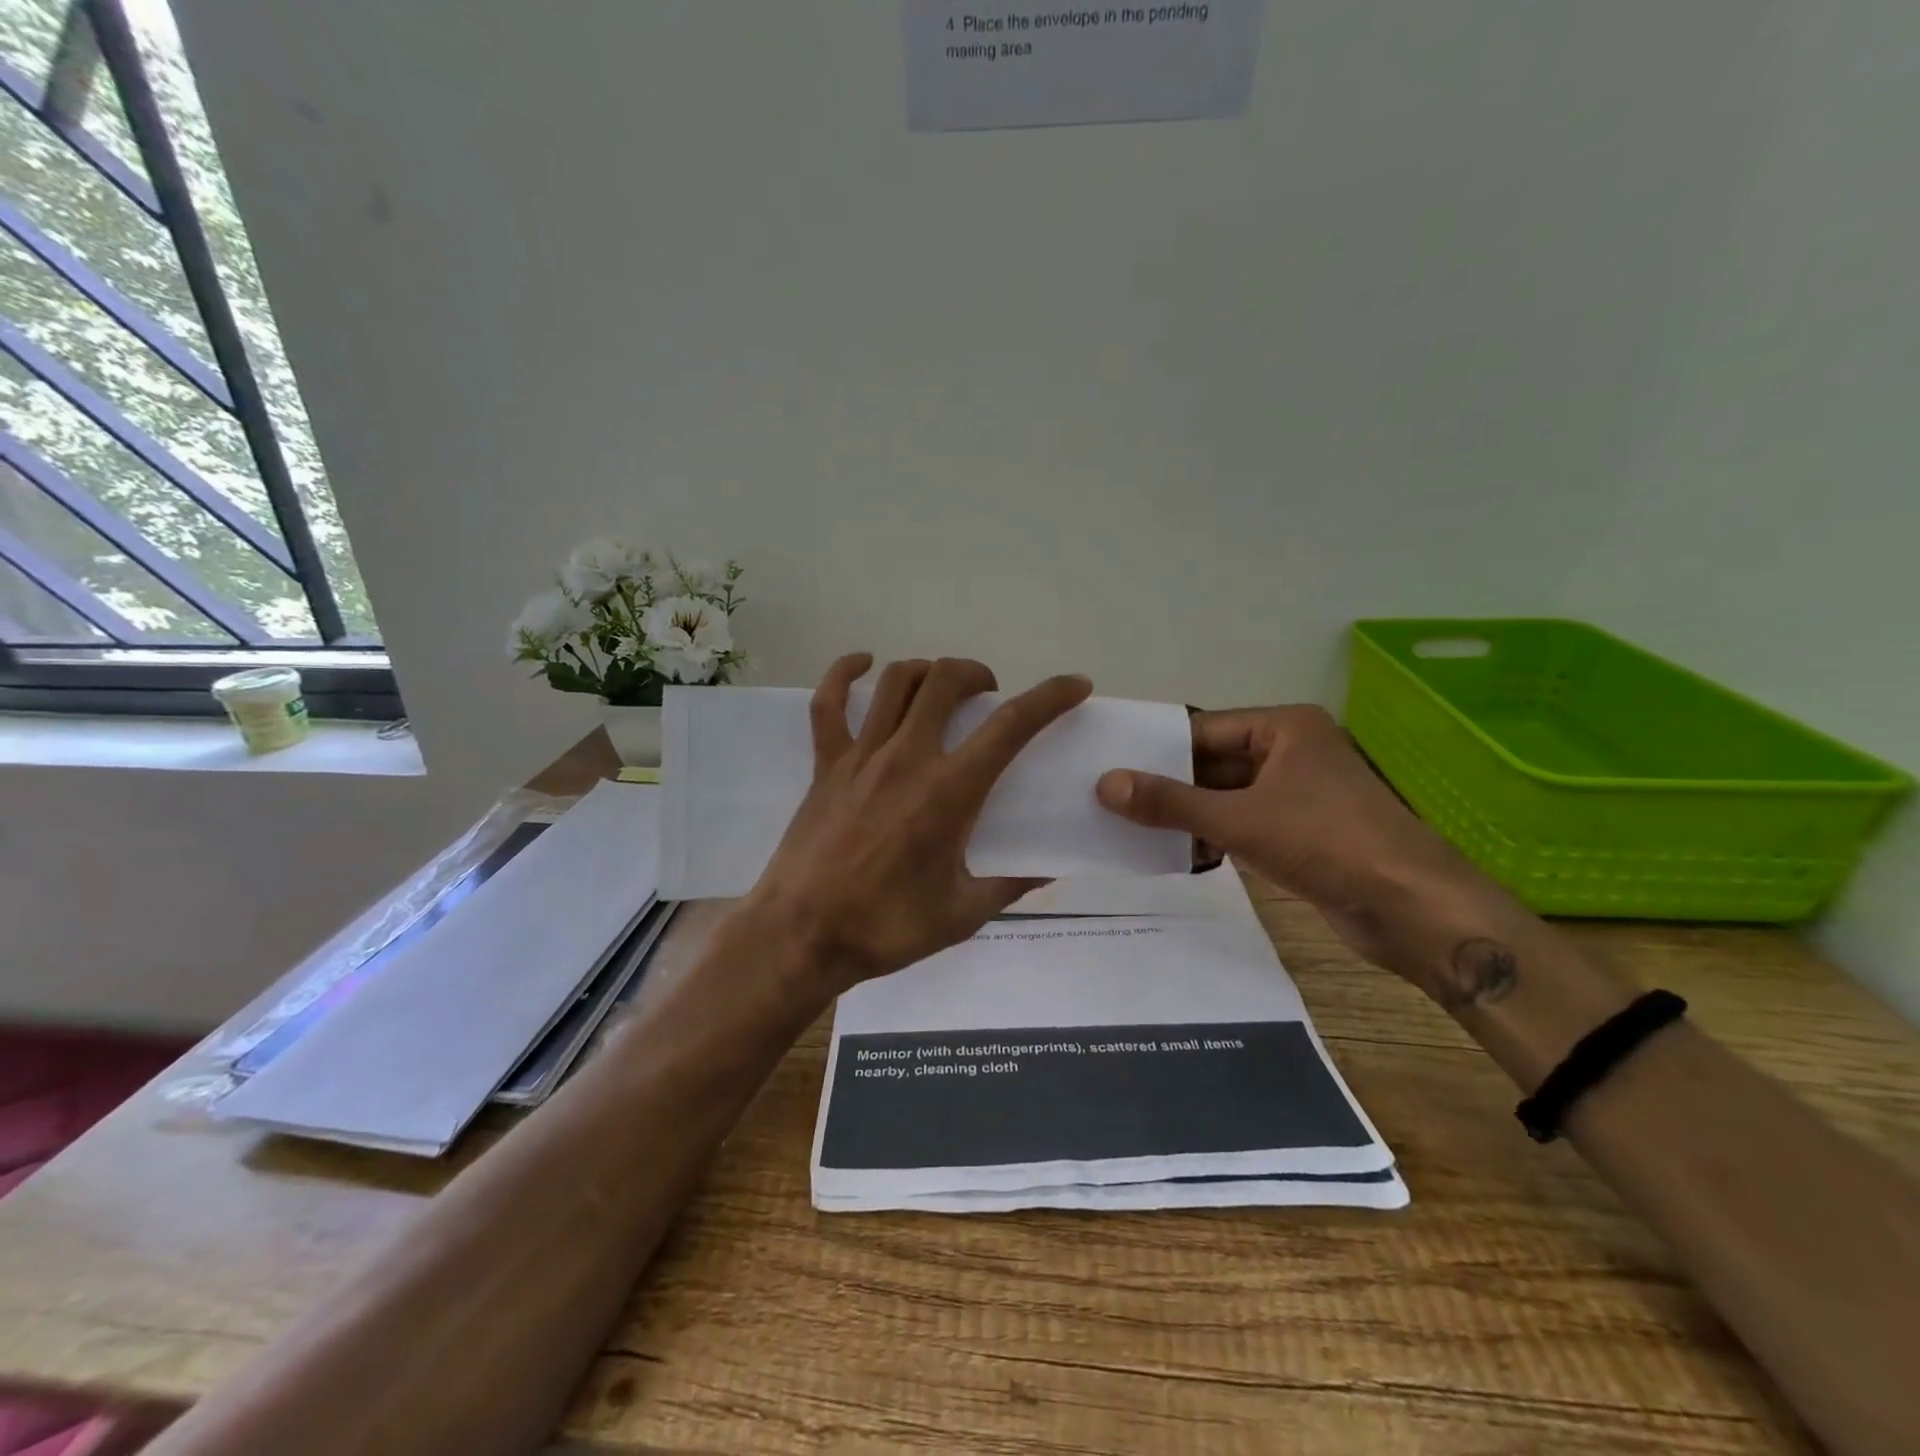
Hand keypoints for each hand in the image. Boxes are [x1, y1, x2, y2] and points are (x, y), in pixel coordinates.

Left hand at [740, 654, 1093, 997]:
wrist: (801, 937)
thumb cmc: (886, 928)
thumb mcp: (963, 914)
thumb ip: (1009, 885)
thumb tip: (1049, 870)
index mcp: (949, 792)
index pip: (1011, 726)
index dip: (1050, 697)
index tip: (1074, 685)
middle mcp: (907, 758)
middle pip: (946, 681)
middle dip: (977, 674)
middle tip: (989, 697)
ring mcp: (861, 756)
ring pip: (897, 682)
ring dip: (928, 671)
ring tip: (942, 688)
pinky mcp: (826, 765)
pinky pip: (829, 704)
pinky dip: (845, 673)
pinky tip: (863, 664)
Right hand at [1095, 706, 1497, 984]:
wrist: (1414, 909)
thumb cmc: (1327, 843)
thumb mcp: (1239, 819)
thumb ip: (1170, 802)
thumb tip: (1104, 784)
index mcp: (1284, 728)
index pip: (1203, 730)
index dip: (1156, 749)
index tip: (1109, 766)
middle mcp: (1291, 752)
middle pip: (1213, 763)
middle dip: (1169, 786)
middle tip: (1110, 800)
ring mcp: (1299, 794)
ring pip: (1227, 797)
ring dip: (1187, 814)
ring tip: (1129, 827)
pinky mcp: (1302, 833)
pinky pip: (1244, 824)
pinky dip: (1212, 836)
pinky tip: (1173, 853)